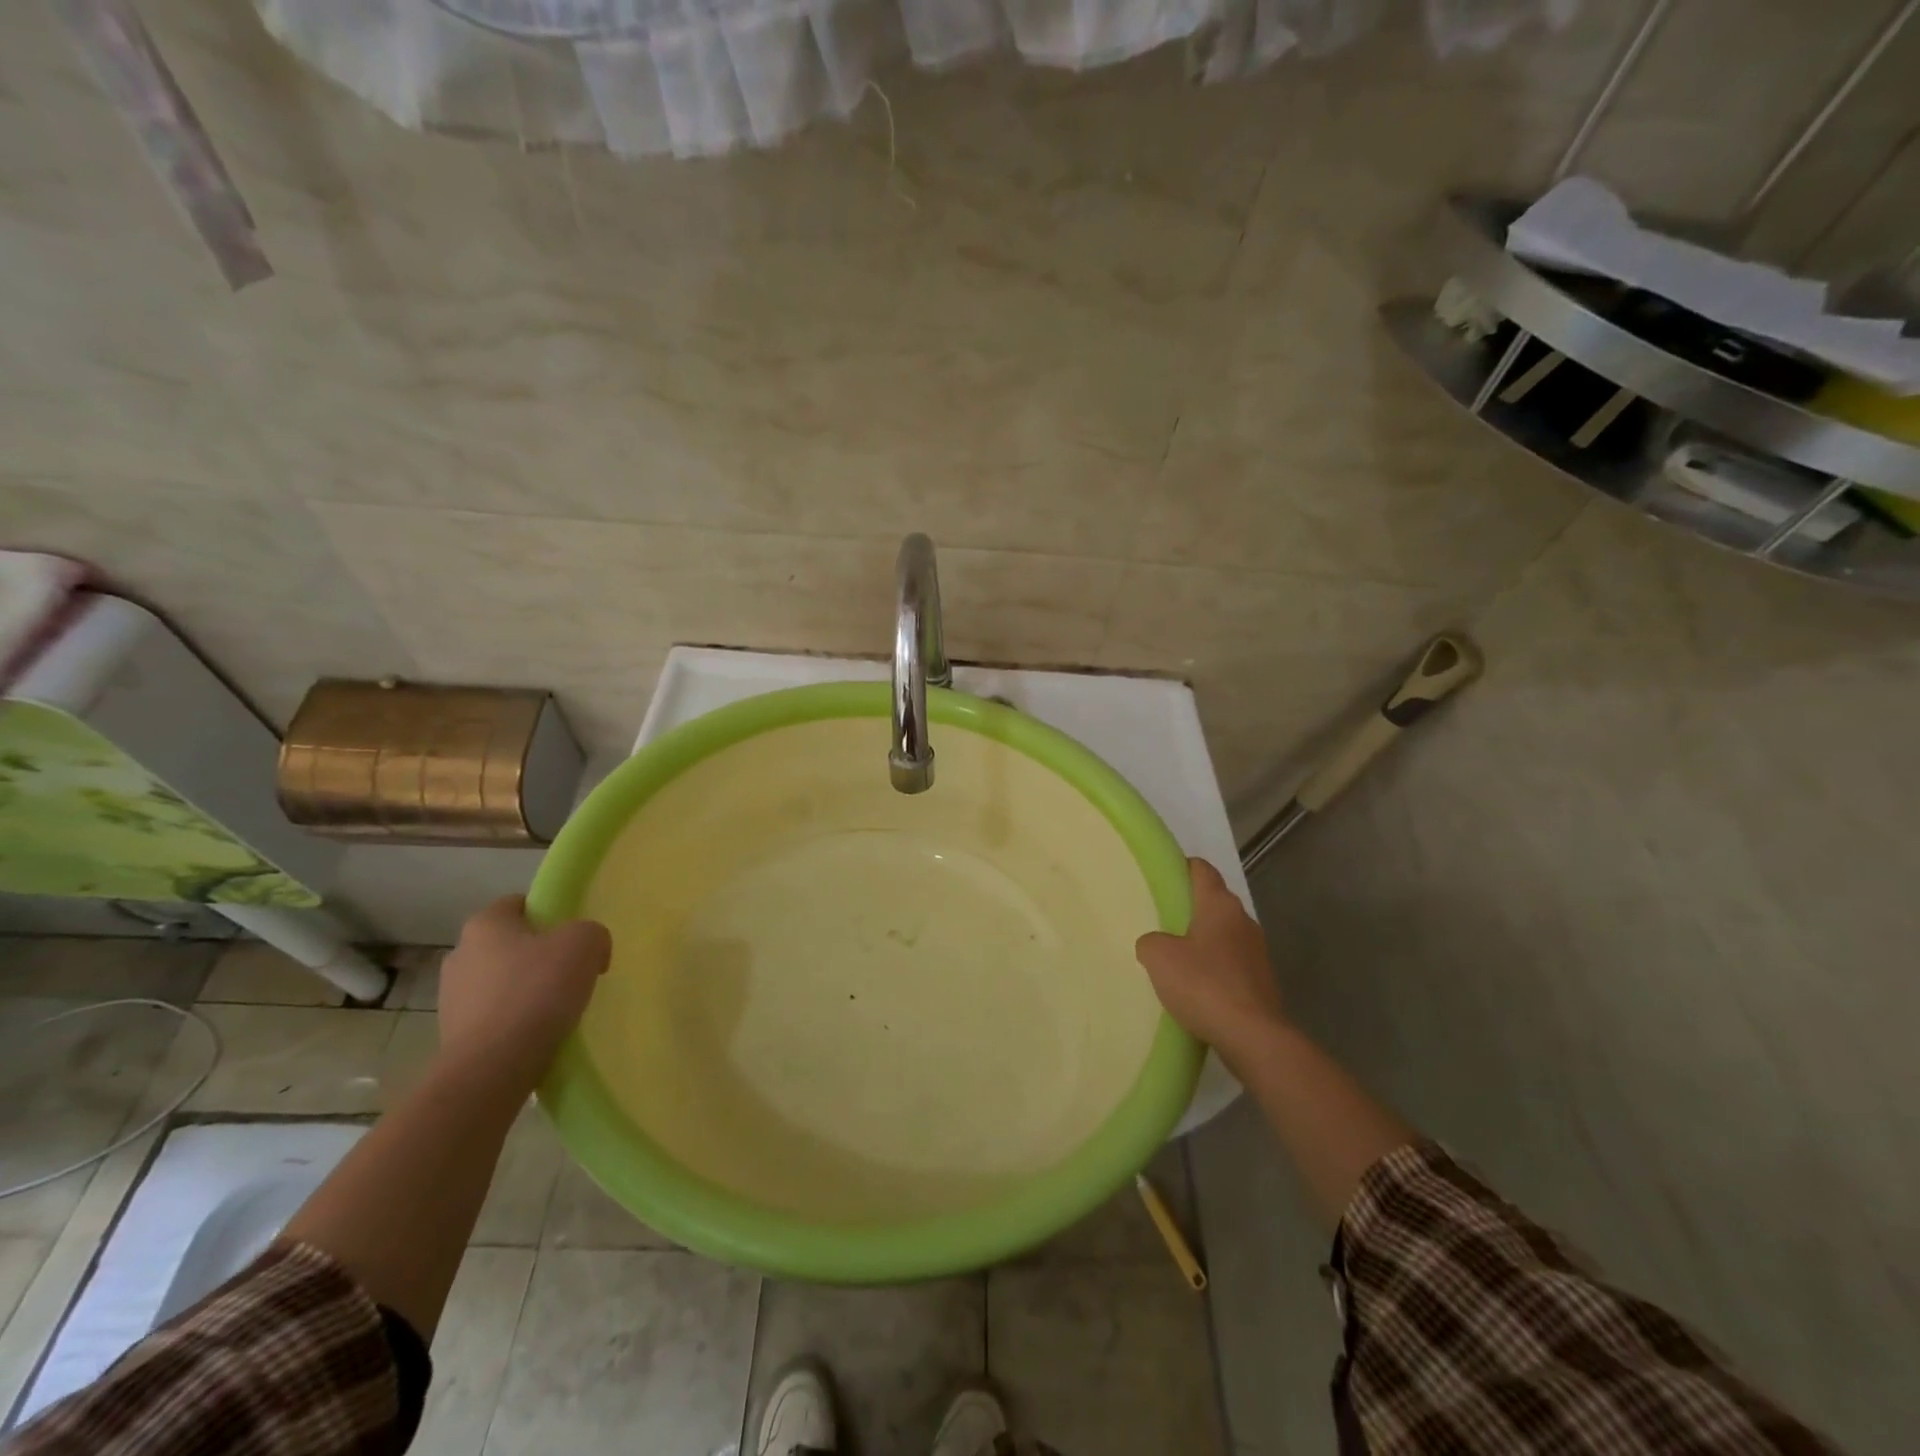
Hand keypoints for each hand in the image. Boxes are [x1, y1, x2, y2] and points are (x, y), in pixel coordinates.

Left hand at [436, 896, 610, 1087]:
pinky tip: (538, 1033)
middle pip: (509, 944)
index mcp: (485, 924)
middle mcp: (460, 954)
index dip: (549, 914)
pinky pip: (494, 1016)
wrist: (493, 1067)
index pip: (518, 904)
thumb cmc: (537, 991)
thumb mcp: (585, 943)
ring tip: (557, 1008)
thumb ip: (592, 933)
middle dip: (537, 954)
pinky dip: (514, 1020)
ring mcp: (451, 997)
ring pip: (500, 982)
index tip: (573, 936)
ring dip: (525, 990)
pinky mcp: (453, 1035)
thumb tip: (590, 950)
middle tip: (571, 971)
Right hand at [1135, 859, 1283, 1055]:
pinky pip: (1232, 963)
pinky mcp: (1262, 981)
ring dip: (1203, 940)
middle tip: (1161, 919)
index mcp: (1220, 905)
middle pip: (1214, 901)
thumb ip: (1150, 941)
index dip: (1182, 868)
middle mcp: (1243, 920)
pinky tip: (1196, 986)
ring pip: (1224, 934)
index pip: (1202, 869)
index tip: (1162, 878)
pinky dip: (1215, 967)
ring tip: (1175, 956)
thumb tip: (1156, 943)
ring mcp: (1257, 952)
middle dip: (1190, 907)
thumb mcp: (1158, 957)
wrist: (1252, 1037)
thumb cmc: (1204, 985)